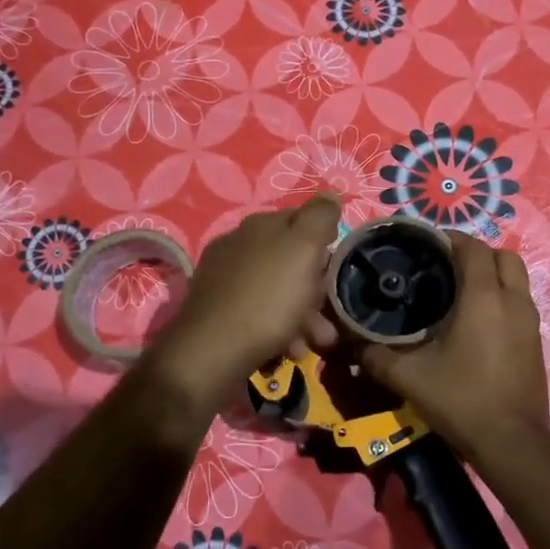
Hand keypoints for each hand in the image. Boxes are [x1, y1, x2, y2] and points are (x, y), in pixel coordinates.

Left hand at [144, 196, 342, 413]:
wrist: (213, 353)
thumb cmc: (267, 298)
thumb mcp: (303, 250)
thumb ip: (319, 218)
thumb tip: (329, 195)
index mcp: (259, 226)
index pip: (302, 221)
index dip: (325, 243)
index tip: (337, 271)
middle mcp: (239, 246)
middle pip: (291, 261)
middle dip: (316, 289)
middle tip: (330, 315)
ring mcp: (225, 279)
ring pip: (277, 291)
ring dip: (304, 316)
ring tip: (316, 341)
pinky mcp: (218, 311)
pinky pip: (260, 313)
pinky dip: (279, 330)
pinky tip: (289, 349)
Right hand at [361, 231, 549, 470]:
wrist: (511, 442)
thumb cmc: (461, 400)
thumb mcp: (409, 378)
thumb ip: (377, 356)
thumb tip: (353, 346)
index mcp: (484, 298)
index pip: (472, 248)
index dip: (450, 239)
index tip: (426, 245)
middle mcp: (513, 301)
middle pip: (503, 256)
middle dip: (476, 253)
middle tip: (446, 267)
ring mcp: (530, 322)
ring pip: (517, 279)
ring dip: (492, 275)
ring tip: (460, 292)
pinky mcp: (536, 342)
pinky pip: (520, 303)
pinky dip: (502, 298)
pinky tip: (477, 322)